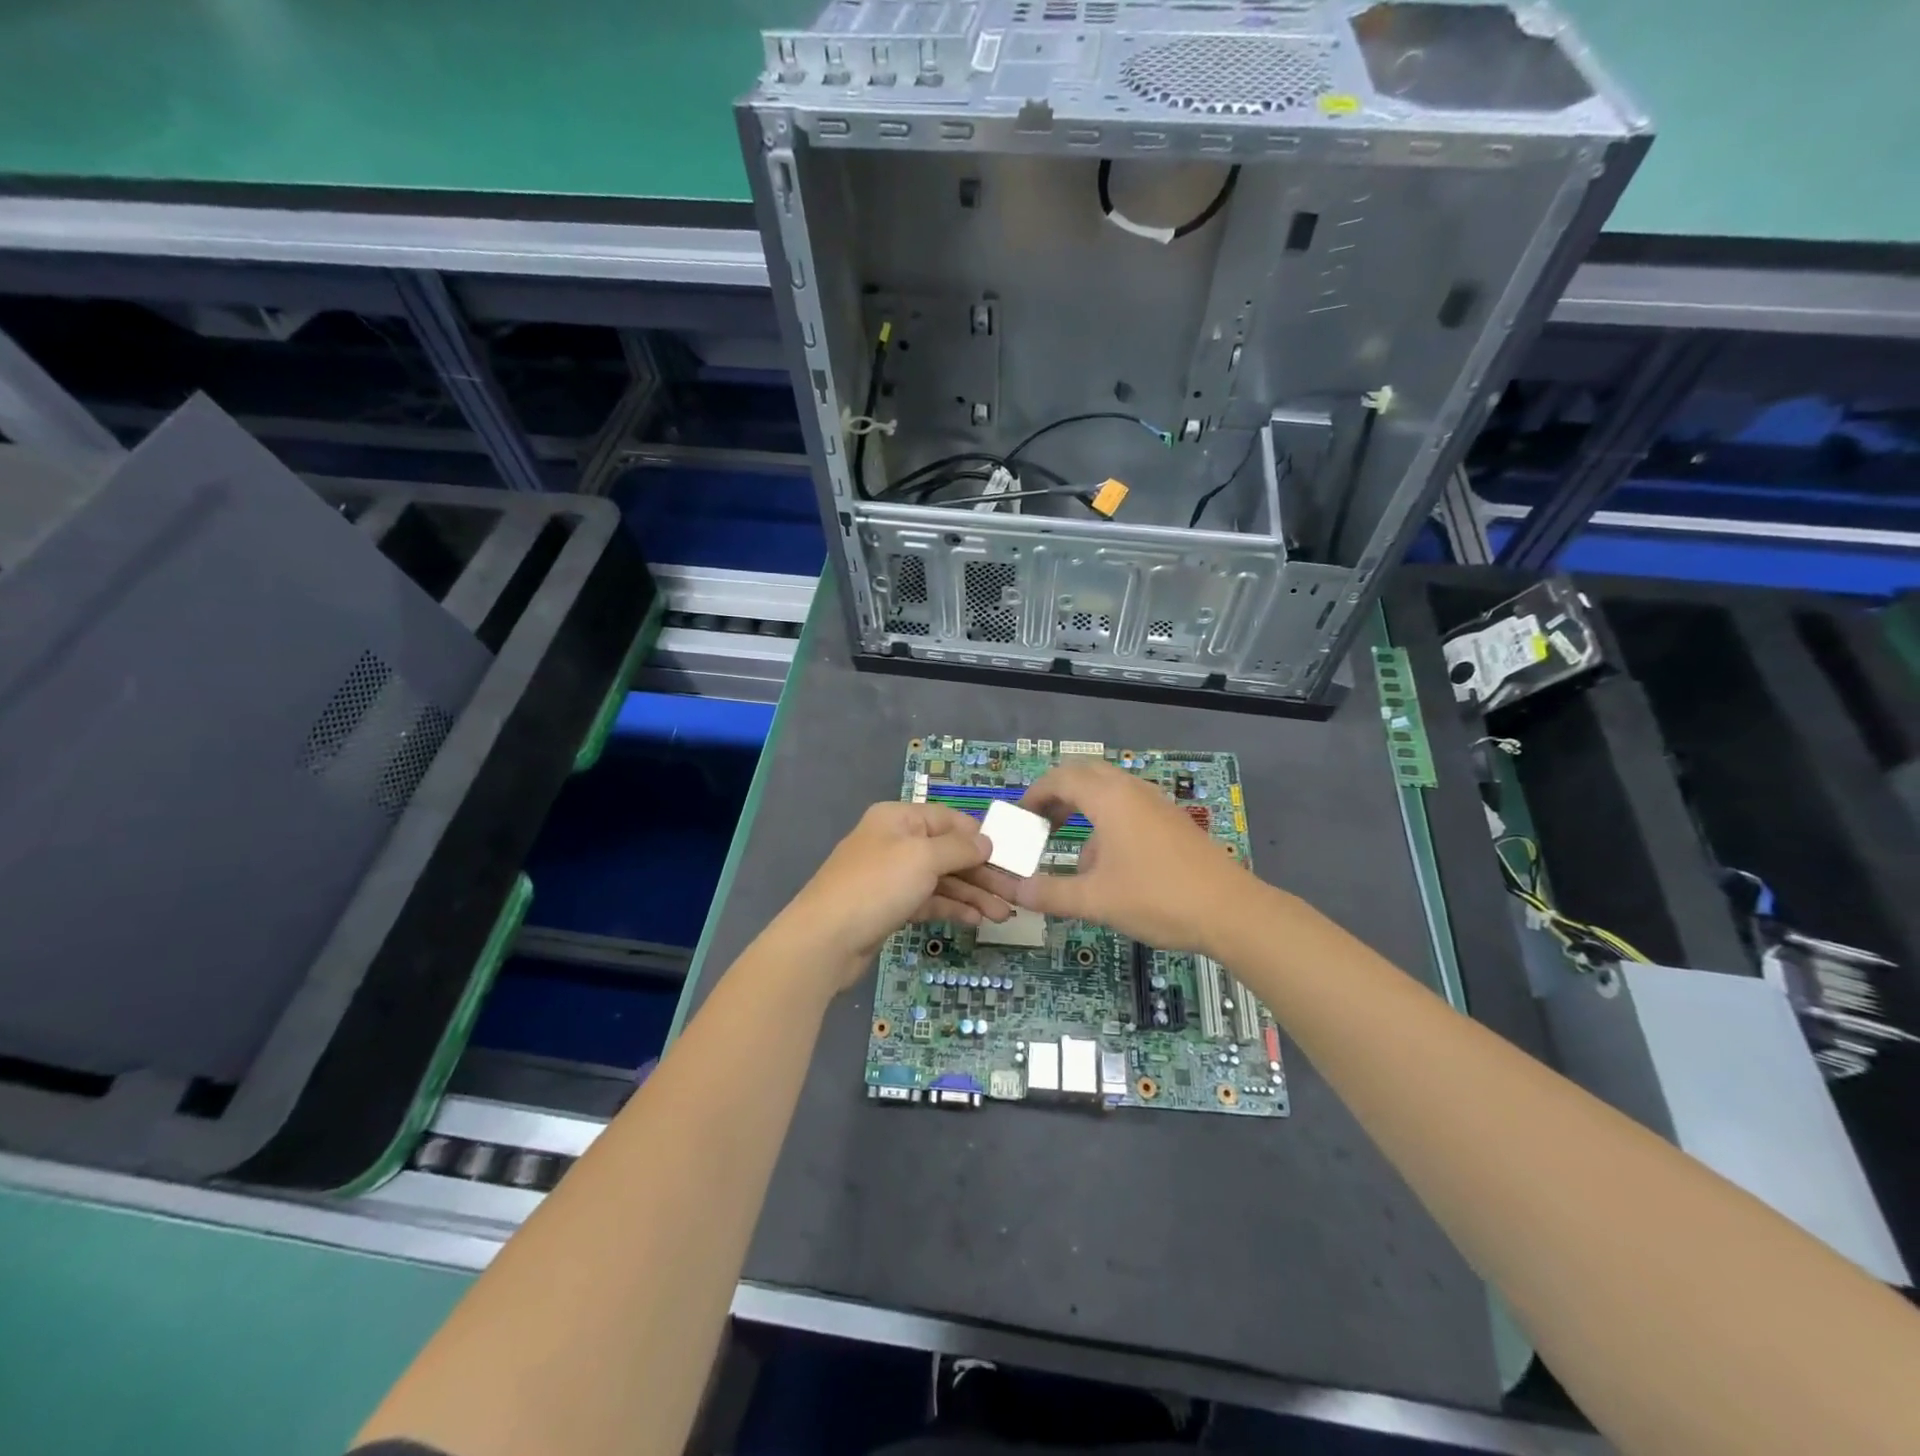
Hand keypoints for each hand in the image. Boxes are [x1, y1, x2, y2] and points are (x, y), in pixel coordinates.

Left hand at [777, 803, 1013, 989]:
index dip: (978, 836)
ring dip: (973, 894)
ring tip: (1003, 914)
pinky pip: (929, 901)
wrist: (825, 940)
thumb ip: (959, 848)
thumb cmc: (877, 886)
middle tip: (1014, 892)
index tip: (1008, 855)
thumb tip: (986, 842)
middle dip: (981, 872)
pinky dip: (952, 908)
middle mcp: (895, 842)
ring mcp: (891, 876)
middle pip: (947, 851)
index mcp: (898, 818)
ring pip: (941, 879)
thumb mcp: (923, 858)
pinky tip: (976, 919)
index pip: (947, 819)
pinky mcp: (890, 907)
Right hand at [963, 760, 1252, 953]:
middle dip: (1057, 795)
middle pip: (1085, 775)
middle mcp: (1132, 791)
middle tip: (1040, 823)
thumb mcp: (1095, 900)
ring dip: (1083, 809)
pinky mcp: (1172, 822)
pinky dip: (1107, 822)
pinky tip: (1109, 865)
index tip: (1019, 819)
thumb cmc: (1157, 898)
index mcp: (1110, 798)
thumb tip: (1015, 890)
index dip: (1034, 795)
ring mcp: (1156, 804)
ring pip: (1109, 791)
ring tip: (1071, 849)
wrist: (1231, 912)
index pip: (1061, 778)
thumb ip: (1050, 893)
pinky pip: (1129, 807)